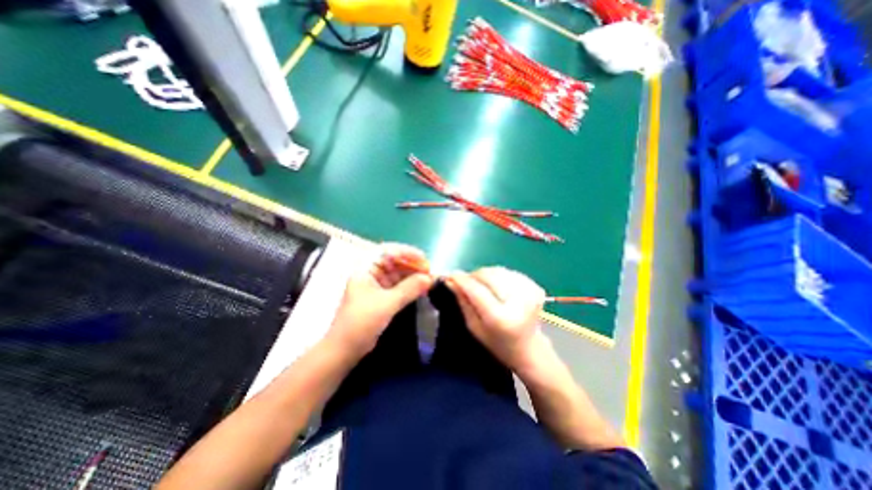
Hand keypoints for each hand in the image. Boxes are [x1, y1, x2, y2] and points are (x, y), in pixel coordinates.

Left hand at [325, 244, 433, 354]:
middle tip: (429, 272)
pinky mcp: (381, 297)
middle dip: (412, 265)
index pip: (387, 250)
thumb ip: (409, 289)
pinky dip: (410, 287)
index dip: (406, 251)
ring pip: (398, 274)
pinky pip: (398, 286)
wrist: (344, 350)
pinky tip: (421, 289)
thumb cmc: (361, 322)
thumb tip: (430, 278)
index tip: (423, 258)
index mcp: (366, 269)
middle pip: (394, 262)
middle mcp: (371, 274)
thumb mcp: (387, 303)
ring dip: (412, 276)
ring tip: (428, 280)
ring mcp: (376, 286)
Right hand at [445, 267, 545, 371]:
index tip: (451, 275)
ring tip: (482, 285)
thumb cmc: (497, 343)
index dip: (463, 280)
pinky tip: (497, 287)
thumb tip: (451, 281)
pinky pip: (509, 272)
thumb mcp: (474, 327)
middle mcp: (518, 302)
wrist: (529, 349)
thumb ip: (463, 302)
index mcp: (501, 318)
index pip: (477, 290)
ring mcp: (530, 292)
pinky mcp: (535, 286)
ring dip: (485, 274)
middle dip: (474, 275)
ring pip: (498, 271)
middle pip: (489, 275)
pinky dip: (498, 276)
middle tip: (466, 281)